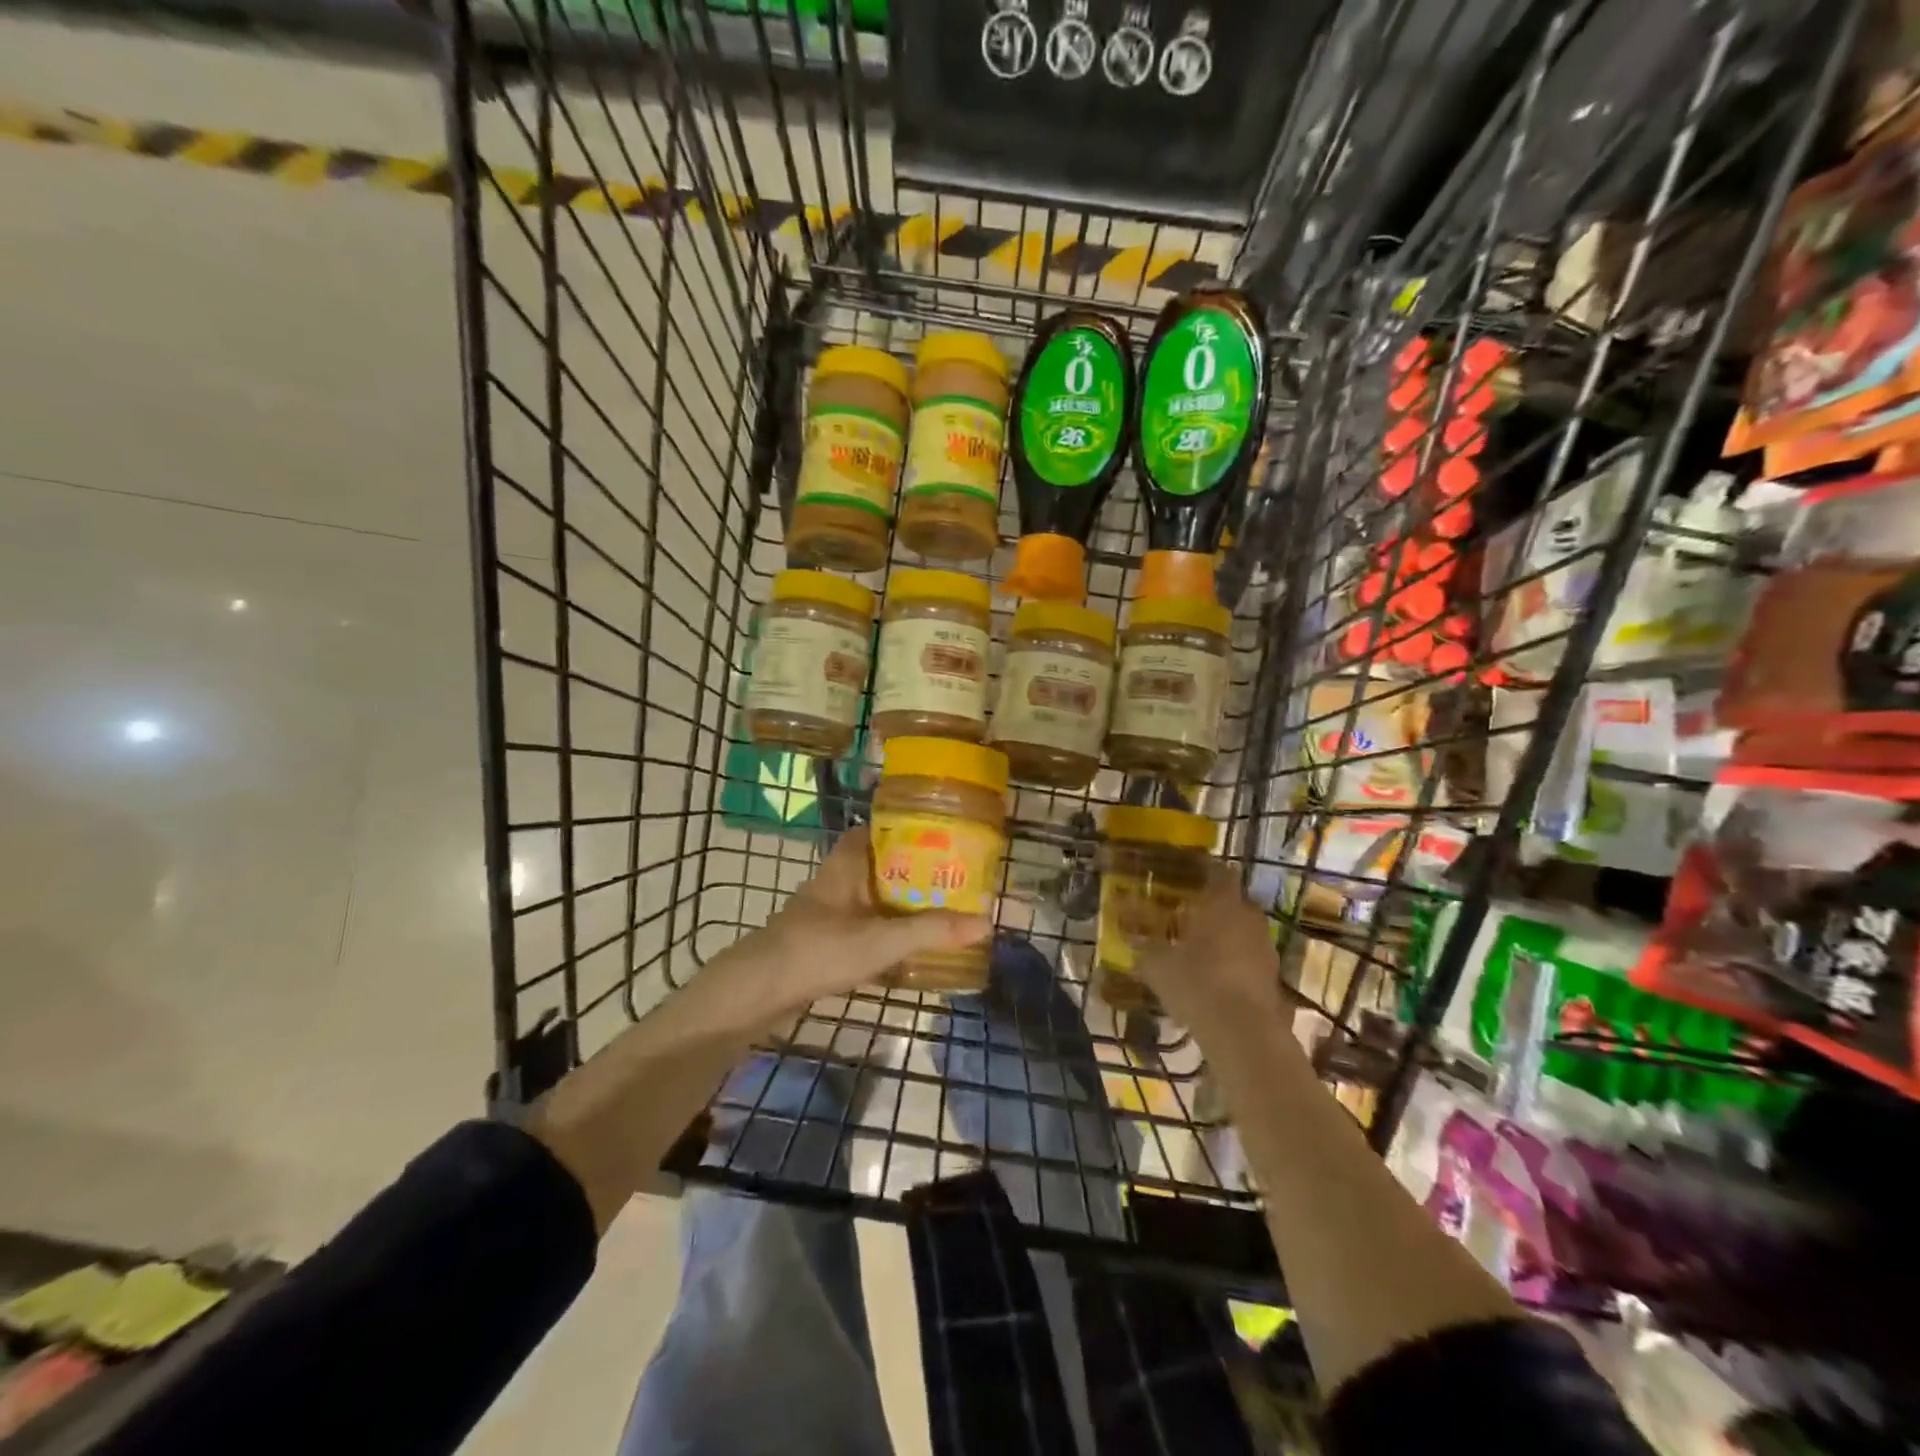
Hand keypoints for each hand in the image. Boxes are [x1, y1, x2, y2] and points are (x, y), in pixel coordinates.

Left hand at [692, 826, 991, 1035]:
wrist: (758, 991)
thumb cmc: (820, 949)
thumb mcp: (883, 939)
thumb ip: (932, 930)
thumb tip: (987, 921)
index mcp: (848, 863)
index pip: (878, 828)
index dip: (909, 826)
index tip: (945, 833)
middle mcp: (838, 879)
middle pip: (883, 864)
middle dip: (916, 870)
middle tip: (956, 876)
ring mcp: (830, 911)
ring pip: (875, 897)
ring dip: (904, 902)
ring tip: (944, 908)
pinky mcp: (825, 941)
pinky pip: (866, 927)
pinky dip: (889, 932)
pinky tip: (912, 948)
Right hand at [1132, 863, 1288, 1034]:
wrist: (1243, 1034)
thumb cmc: (1197, 984)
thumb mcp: (1157, 965)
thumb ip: (1143, 945)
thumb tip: (1128, 934)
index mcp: (1223, 904)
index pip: (1219, 873)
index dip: (1204, 872)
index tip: (1186, 876)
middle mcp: (1249, 918)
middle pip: (1233, 903)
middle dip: (1213, 908)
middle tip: (1187, 915)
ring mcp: (1266, 949)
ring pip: (1243, 932)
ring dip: (1225, 937)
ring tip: (1199, 950)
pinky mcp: (1273, 978)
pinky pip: (1249, 960)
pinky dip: (1234, 963)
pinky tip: (1213, 979)